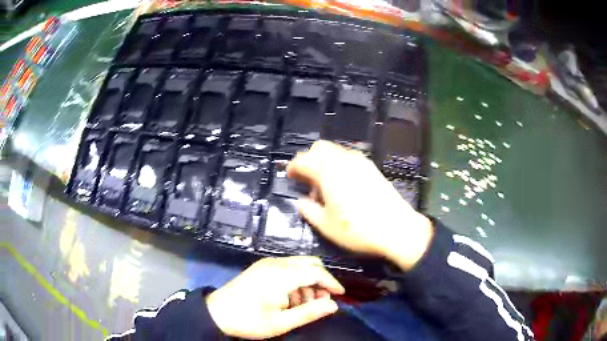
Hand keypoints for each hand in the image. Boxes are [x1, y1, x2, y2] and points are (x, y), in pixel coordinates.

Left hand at [206, 256, 344, 338]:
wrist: (216, 313)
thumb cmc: (249, 320)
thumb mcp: (281, 323)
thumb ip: (309, 313)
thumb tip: (333, 305)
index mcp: (280, 275)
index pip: (315, 271)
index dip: (331, 282)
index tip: (340, 295)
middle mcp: (275, 263)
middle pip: (309, 263)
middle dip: (320, 281)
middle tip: (320, 301)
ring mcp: (266, 263)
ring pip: (299, 265)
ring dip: (307, 281)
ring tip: (302, 304)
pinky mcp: (261, 267)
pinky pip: (287, 267)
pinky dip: (296, 280)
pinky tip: (289, 298)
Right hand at [287, 141, 433, 270]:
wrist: (397, 229)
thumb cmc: (358, 230)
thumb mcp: (326, 226)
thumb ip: (308, 211)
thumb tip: (300, 202)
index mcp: (328, 172)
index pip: (303, 160)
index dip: (293, 167)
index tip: (290, 177)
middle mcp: (344, 160)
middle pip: (320, 148)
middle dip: (309, 159)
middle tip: (306, 179)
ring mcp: (360, 162)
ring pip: (335, 151)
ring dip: (324, 162)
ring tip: (324, 185)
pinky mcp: (372, 167)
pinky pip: (348, 157)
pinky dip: (338, 164)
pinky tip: (342, 185)